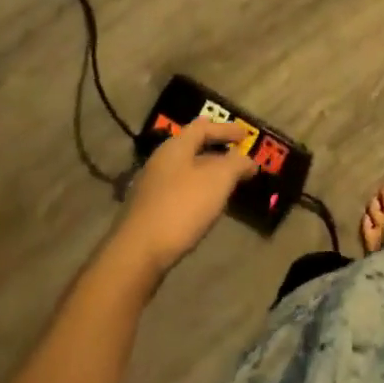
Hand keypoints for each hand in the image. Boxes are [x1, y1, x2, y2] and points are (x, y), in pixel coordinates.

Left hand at [113, 120, 258, 275]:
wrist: (136, 255)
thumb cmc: (182, 207)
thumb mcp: (219, 180)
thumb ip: (236, 164)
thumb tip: (247, 160)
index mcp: (176, 146)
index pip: (203, 127)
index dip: (226, 129)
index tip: (246, 135)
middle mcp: (160, 161)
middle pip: (193, 149)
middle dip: (217, 154)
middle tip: (238, 162)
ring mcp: (150, 188)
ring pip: (185, 173)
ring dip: (207, 176)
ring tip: (226, 187)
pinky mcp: (147, 213)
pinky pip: (178, 193)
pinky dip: (196, 193)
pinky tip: (204, 209)